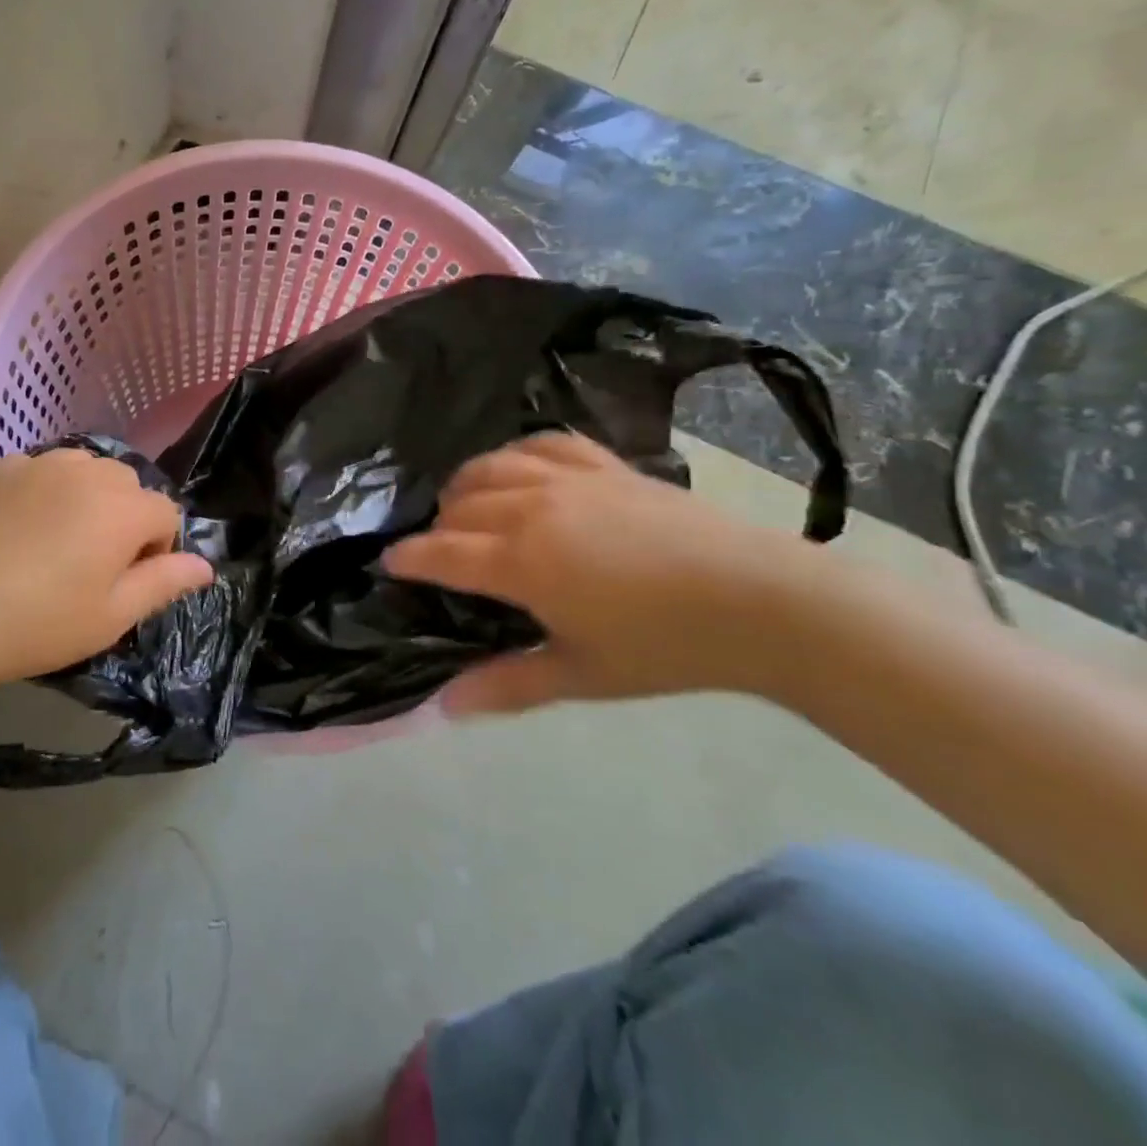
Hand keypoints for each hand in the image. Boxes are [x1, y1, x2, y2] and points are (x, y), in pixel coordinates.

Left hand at [0, 448, 213, 687]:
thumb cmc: (40, 622)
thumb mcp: (112, 616)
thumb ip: (164, 583)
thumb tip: (206, 566)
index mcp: (123, 508)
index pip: (165, 513)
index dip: (156, 550)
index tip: (127, 583)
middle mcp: (88, 472)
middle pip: (127, 485)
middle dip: (124, 518)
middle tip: (91, 564)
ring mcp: (39, 464)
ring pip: (84, 470)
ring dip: (85, 498)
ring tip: (57, 540)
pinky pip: (40, 470)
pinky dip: (44, 491)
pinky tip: (18, 529)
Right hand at [382, 432, 823, 713]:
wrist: (762, 601)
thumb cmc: (666, 646)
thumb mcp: (581, 674)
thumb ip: (507, 684)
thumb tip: (442, 707)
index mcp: (521, 561)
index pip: (441, 552)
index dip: (408, 558)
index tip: (390, 564)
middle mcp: (532, 508)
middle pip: (460, 505)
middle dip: (438, 527)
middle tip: (441, 552)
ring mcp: (569, 480)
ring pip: (491, 466)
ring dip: (465, 485)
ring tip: (465, 506)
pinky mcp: (605, 465)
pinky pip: (543, 444)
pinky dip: (517, 453)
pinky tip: (518, 469)